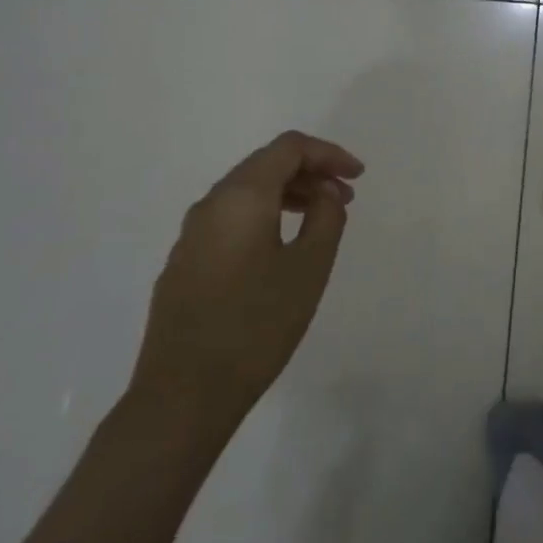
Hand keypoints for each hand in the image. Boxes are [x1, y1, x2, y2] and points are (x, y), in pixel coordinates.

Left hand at [129, 131, 363, 447]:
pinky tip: (281, 248)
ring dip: (288, 195)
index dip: (329, 153)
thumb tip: (325, 194)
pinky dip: (264, 216)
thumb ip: (326, 218)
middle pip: (265, 165)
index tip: (359, 176)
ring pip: (246, 193)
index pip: (288, 148)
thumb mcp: (309, 267)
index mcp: (241, 197)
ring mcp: (191, 235)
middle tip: (346, 197)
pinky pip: (230, 219)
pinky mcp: (184, 263)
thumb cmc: (257, 325)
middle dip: (310, 172)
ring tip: (320, 220)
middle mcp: (210, 205)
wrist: (183, 394)